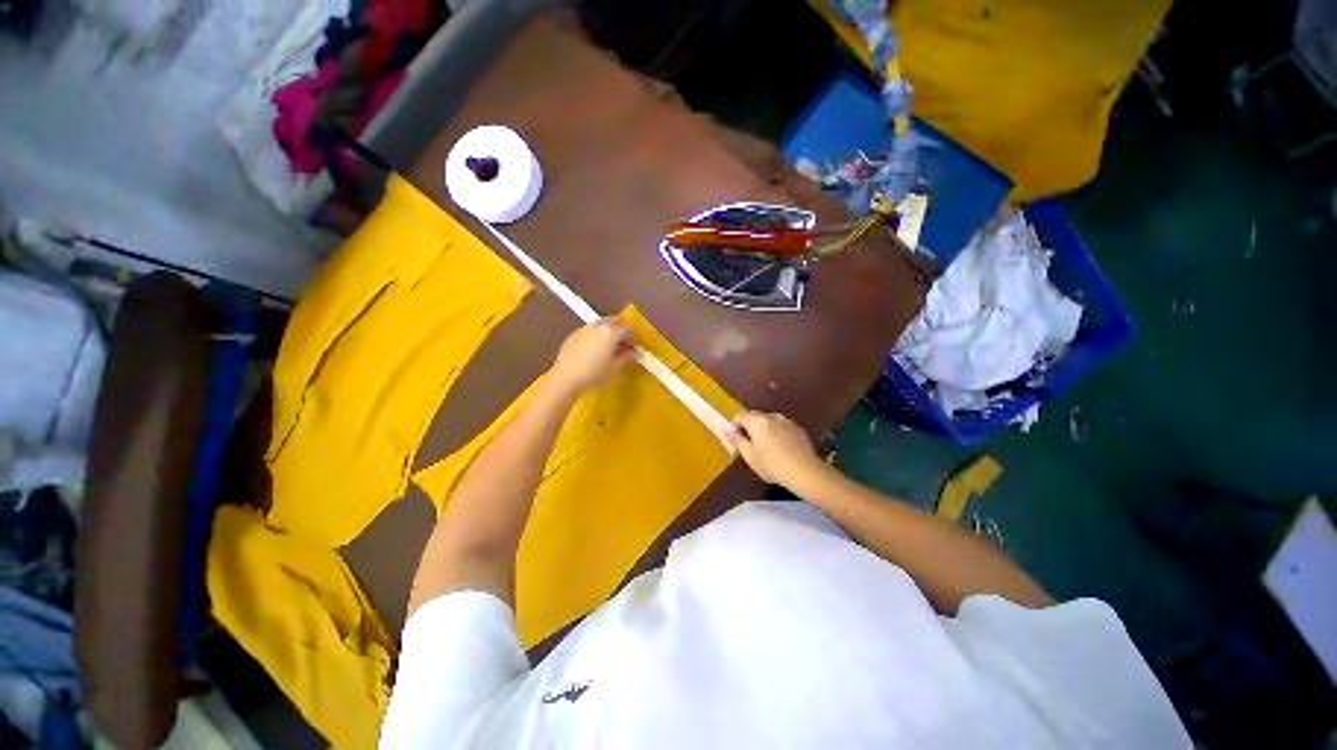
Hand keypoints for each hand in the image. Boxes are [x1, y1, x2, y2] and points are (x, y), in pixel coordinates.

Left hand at [549, 319, 634, 393]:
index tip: (633, 348)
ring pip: (601, 324)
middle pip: (615, 321)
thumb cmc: (594, 373)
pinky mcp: (574, 333)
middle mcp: (599, 325)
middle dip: (621, 330)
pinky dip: (596, 335)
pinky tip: (593, 349)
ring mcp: (585, 328)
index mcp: (611, 332)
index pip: (628, 329)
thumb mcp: (615, 368)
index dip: (633, 338)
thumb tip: (633, 352)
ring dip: (608, 331)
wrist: (566, 377)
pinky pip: (590, 330)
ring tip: (607, 346)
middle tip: (622, 344)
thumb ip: (626, 357)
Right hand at [729, 410, 828, 489]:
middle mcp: (771, 416)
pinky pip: (781, 426)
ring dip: (763, 429)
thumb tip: (729, 430)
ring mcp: (786, 421)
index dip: (733, 426)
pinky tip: (780, 448)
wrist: (805, 471)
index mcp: (757, 421)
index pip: (739, 416)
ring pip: (769, 421)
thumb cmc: (772, 465)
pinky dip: (776, 432)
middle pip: (754, 416)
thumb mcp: (749, 456)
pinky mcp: (798, 429)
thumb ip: (737, 440)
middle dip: (748, 426)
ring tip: (765, 446)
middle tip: (748, 444)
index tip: (734, 439)